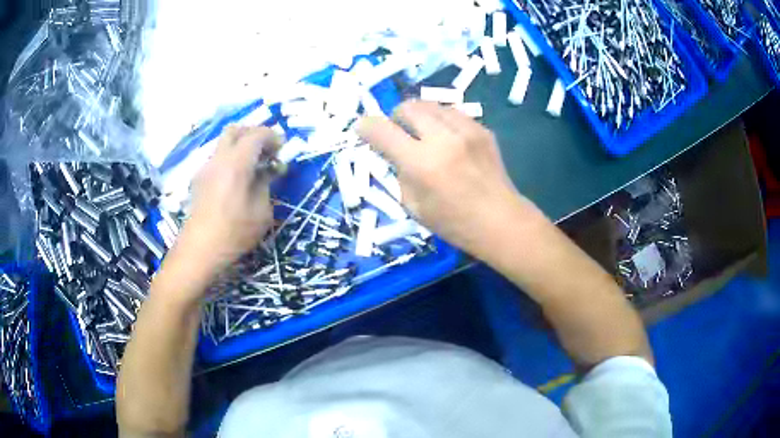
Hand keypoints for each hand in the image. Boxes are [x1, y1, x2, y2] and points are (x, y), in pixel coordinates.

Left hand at [175, 126, 279, 274]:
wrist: (199, 250)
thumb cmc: (234, 233)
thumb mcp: (261, 212)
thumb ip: (266, 184)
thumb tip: (268, 171)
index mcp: (236, 164)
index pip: (257, 135)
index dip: (273, 137)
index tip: (282, 151)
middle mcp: (219, 159)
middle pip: (236, 130)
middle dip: (254, 134)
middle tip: (266, 151)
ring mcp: (206, 168)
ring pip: (224, 143)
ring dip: (241, 146)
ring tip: (253, 167)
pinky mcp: (199, 179)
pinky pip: (218, 157)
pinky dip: (231, 158)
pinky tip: (237, 180)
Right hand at [357, 101, 529, 256]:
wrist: (500, 221)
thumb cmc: (453, 222)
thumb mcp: (413, 206)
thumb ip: (399, 173)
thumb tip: (393, 152)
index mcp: (421, 163)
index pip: (382, 131)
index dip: (366, 126)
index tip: (362, 128)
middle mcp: (443, 138)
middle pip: (408, 107)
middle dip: (396, 116)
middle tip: (398, 132)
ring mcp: (466, 130)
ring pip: (431, 105)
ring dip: (420, 116)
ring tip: (424, 134)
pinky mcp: (482, 129)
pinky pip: (453, 113)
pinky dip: (442, 121)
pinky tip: (447, 139)